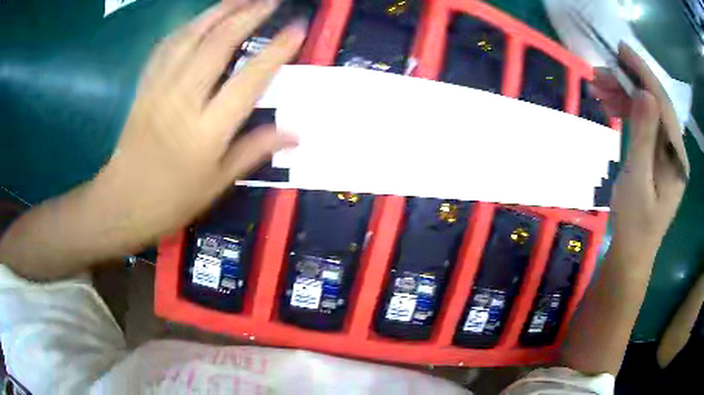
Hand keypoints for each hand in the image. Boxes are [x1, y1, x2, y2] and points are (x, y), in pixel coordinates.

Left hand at [95, 0, 303, 242]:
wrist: (123, 201)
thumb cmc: (171, 199)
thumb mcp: (217, 183)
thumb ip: (255, 150)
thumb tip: (296, 134)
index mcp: (207, 131)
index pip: (248, 81)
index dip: (275, 52)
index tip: (296, 29)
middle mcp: (184, 101)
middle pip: (217, 45)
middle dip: (248, 16)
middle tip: (270, 1)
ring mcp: (160, 88)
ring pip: (191, 37)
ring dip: (219, 11)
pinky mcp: (145, 86)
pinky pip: (167, 46)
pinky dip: (187, 26)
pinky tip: (201, 19)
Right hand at [592, 43, 687, 256]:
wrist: (632, 253)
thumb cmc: (635, 224)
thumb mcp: (637, 181)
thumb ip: (644, 138)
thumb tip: (645, 94)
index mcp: (677, 158)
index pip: (663, 105)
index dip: (644, 74)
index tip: (621, 50)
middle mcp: (675, 151)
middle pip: (656, 104)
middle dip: (629, 82)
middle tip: (600, 72)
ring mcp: (667, 153)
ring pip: (648, 111)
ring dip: (625, 95)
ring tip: (599, 86)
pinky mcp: (657, 156)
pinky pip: (645, 124)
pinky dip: (628, 110)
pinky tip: (611, 104)